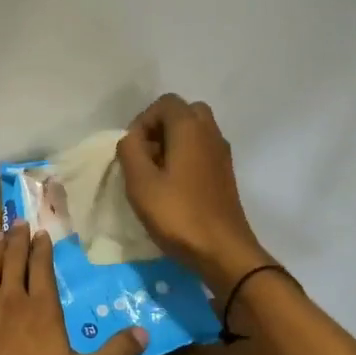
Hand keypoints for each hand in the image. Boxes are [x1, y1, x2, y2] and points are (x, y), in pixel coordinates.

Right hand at [116, 95, 273, 296]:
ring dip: (173, 143)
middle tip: (145, 155)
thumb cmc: (178, 214)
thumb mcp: (140, 182)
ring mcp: (221, 154)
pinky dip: (186, 157)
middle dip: (160, 128)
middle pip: (184, 113)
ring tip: (156, 173)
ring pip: (195, 132)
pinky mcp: (225, 174)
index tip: (133, 150)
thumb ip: (130, 150)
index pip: (165, 103)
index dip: (143, 121)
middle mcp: (211, 133)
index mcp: (190, 128)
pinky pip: (202, 150)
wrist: (223, 251)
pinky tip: (173, 186)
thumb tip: (132, 139)